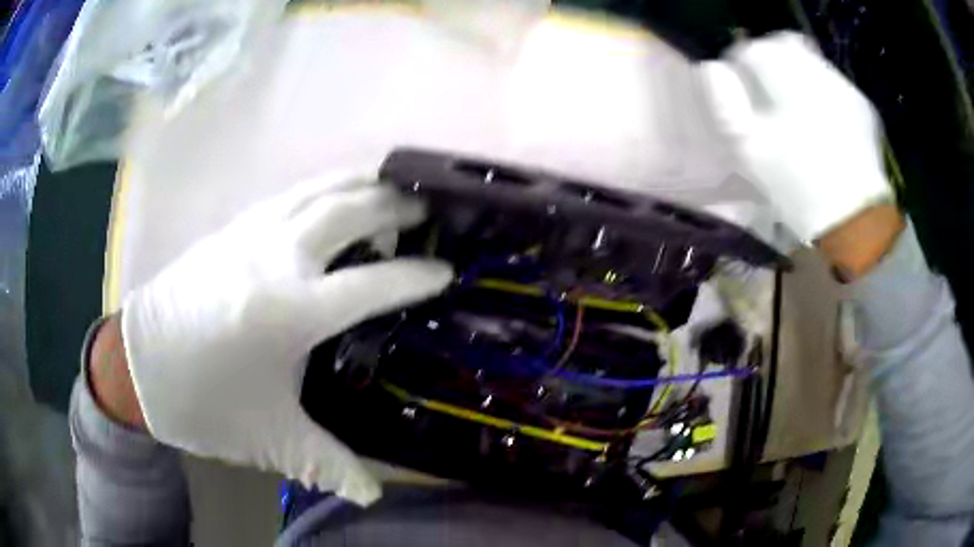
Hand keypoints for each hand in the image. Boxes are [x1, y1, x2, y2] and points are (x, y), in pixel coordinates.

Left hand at [114, 173, 452, 504]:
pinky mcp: (233, 227)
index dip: (417, 277)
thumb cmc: (205, 402)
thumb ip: (327, 465)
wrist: (138, 364)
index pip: (374, 284)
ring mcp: (252, 232)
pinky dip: (324, 187)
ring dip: (360, 184)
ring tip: (389, 189)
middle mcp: (277, 257)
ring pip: (319, 189)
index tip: (447, 273)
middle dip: (394, 208)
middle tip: (426, 214)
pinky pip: (291, 194)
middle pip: (350, 212)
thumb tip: (373, 495)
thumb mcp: (270, 438)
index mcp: (291, 310)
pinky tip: (332, 196)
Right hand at [698, 31, 898, 274]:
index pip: (753, 48)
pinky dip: (822, 92)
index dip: (740, 63)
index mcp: (785, 75)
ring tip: (795, 107)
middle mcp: (817, 70)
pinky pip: (834, 83)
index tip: (738, 84)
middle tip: (765, 90)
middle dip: (769, 60)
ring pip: (811, 60)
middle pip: (784, 44)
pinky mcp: (862, 106)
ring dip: (797, 74)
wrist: (856, 221)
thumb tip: (712, 69)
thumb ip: (724, 102)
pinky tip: (822, 122)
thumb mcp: (749, 149)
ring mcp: (844, 86)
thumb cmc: (798, 185)